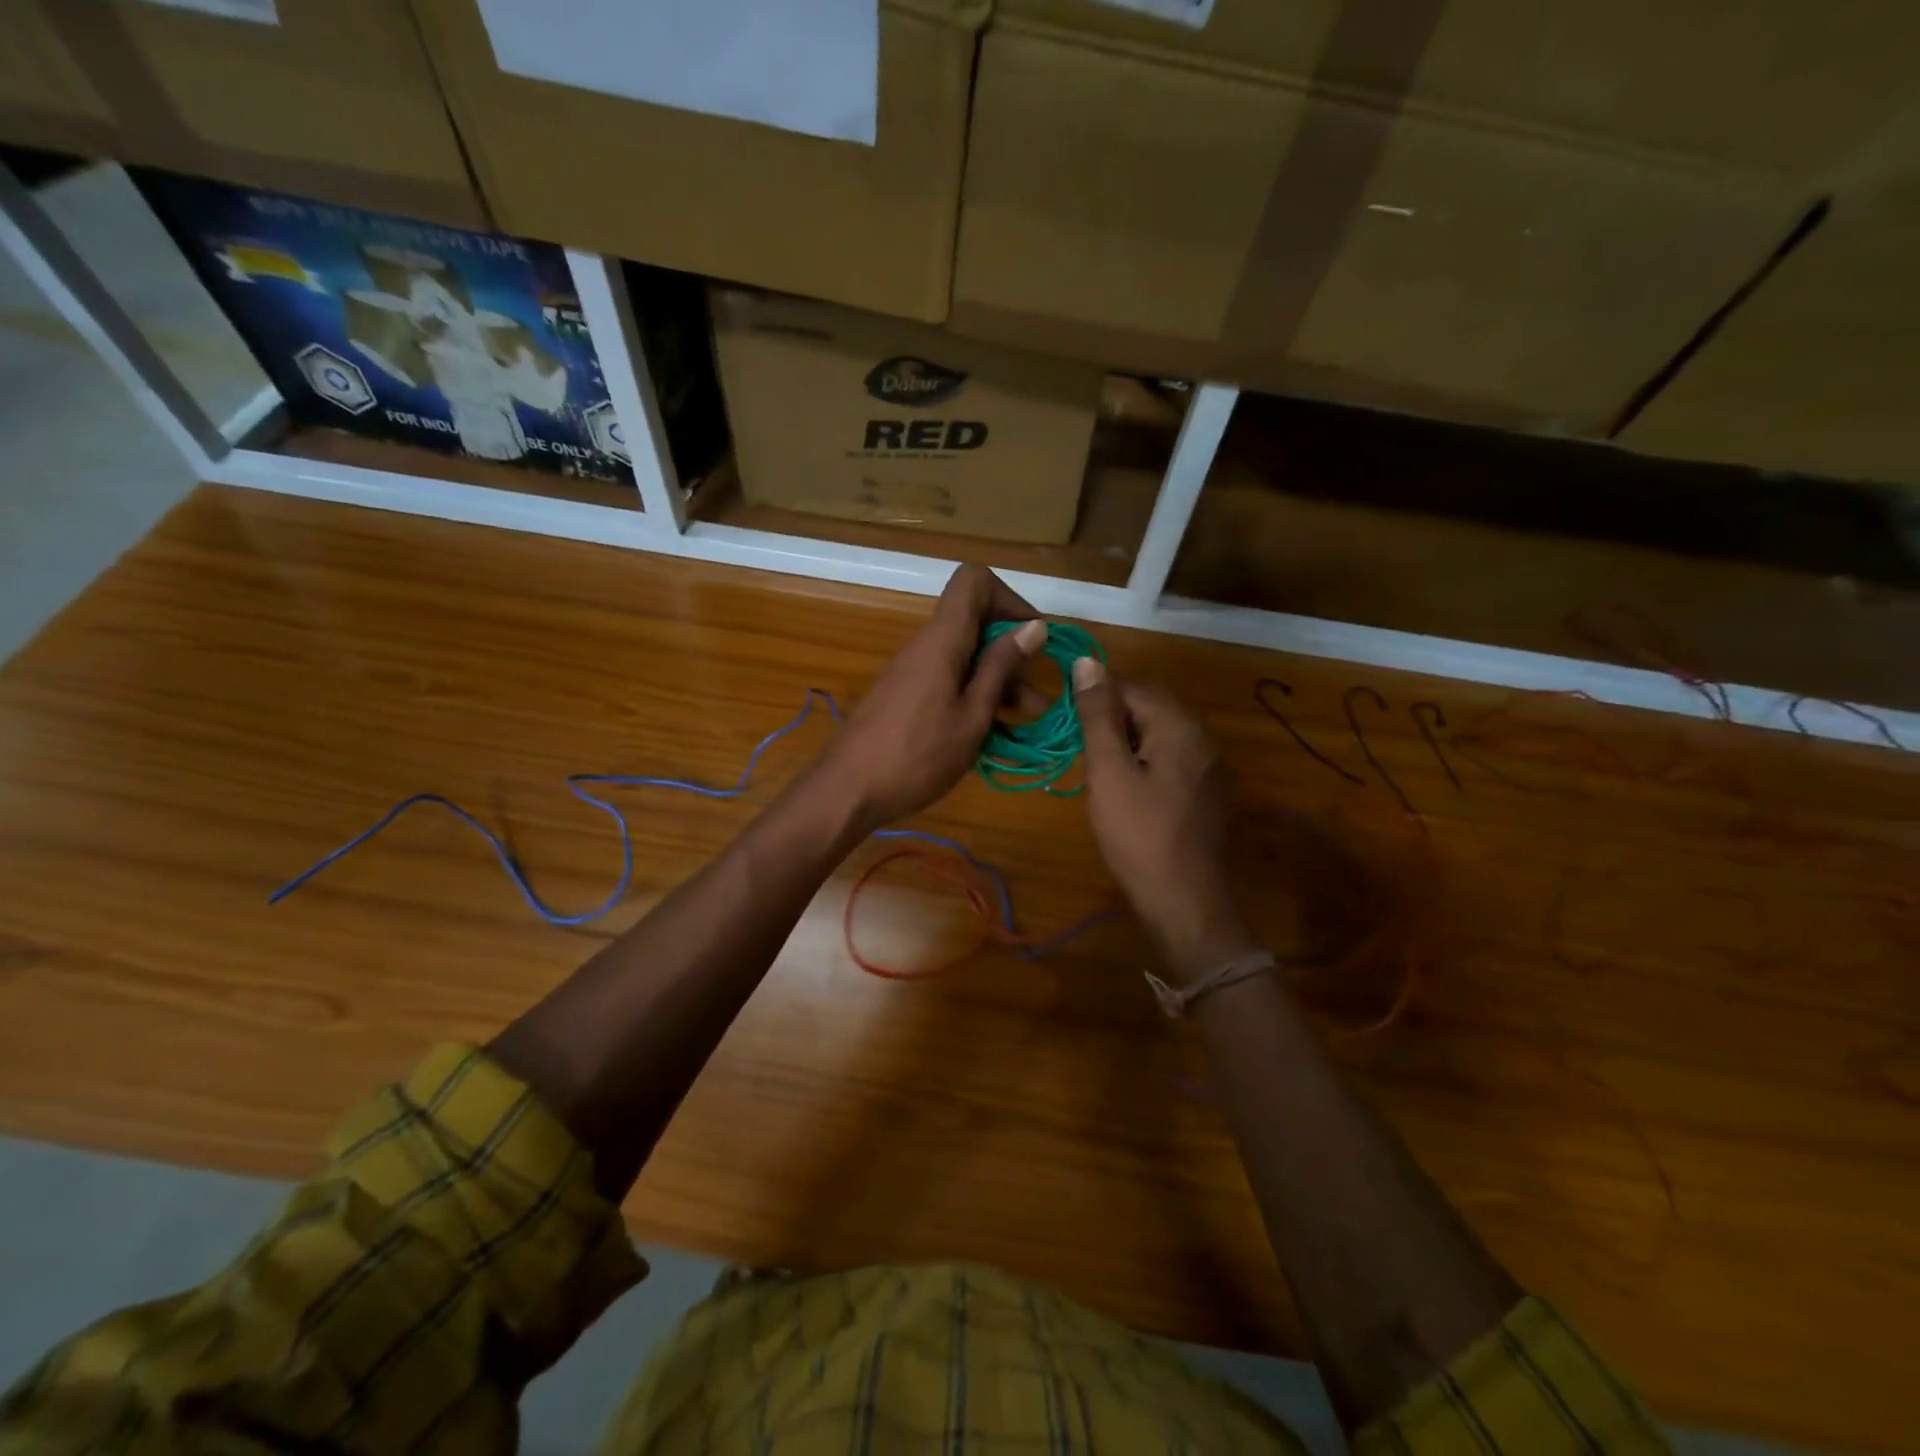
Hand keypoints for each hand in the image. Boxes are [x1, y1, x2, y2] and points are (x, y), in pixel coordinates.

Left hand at [815, 564, 1047, 830]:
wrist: (846, 791)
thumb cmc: (916, 756)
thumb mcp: (972, 716)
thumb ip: (1000, 668)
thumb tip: (1034, 626)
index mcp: (942, 640)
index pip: (974, 580)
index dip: (1009, 599)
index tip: (1032, 639)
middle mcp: (926, 646)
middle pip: (975, 622)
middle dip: (1013, 653)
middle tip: (1036, 698)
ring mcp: (913, 672)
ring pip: (965, 657)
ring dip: (998, 682)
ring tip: (1025, 723)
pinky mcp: (906, 697)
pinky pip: (949, 681)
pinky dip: (975, 698)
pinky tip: (993, 736)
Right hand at [1074, 659, 1257, 979]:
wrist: (1184, 900)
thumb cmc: (1139, 834)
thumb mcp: (1109, 771)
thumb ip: (1098, 715)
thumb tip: (1087, 661)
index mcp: (1179, 724)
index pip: (1130, 685)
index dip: (1093, 695)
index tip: (1062, 718)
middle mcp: (1201, 735)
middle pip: (1147, 705)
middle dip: (1108, 716)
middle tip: (1075, 744)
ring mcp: (1207, 764)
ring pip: (1157, 732)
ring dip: (1122, 739)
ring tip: (1093, 765)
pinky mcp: (1204, 789)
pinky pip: (1168, 756)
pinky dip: (1140, 759)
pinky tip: (1122, 785)